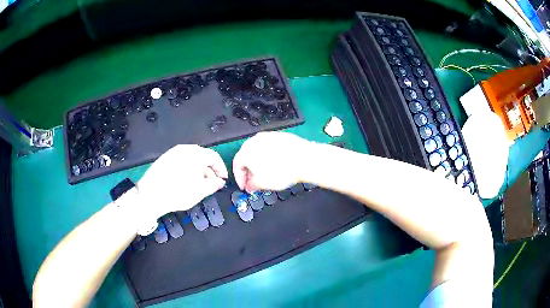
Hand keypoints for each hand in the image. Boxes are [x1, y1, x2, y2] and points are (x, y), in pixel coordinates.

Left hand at [136, 145, 227, 219]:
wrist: (150, 195)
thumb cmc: (178, 193)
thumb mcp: (200, 191)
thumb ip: (214, 185)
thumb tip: (220, 182)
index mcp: (196, 154)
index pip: (214, 157)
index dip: (221, 168)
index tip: (223, 180)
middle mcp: (185, 149)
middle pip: (203, 156)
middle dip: (210, 169)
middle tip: (212, 183)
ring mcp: (173, 152)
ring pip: (191, 158)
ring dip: (199, 169)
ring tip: (198, 183)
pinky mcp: (165, 158)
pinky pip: (181, 160)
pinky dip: (188, 168)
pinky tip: (185, 180)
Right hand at [233, 132, 313, 191]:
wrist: (305, 159)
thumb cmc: (282, 172)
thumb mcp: (263, 184)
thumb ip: (252, 185)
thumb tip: (249, 186)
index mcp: (246, 152)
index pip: (236, 165)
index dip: (239, 178)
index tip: (245, 186)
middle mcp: (254, 140)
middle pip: (246, 156)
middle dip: (248, 170)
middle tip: (254, 181)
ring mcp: (268, 136)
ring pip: (258, 150)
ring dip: (258, 162)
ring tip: (266, 173)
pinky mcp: (280, 135)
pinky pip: (270, 147)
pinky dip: (270, 155)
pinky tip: (277, 163)